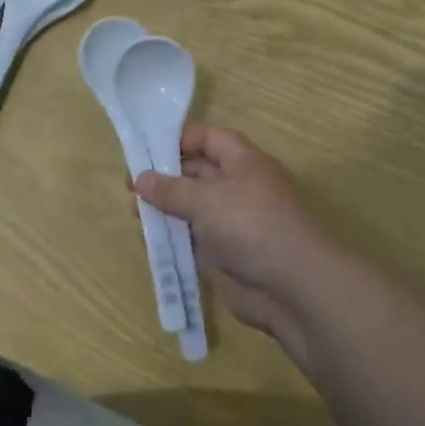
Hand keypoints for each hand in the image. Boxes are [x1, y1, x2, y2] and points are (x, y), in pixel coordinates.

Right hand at [134, 124, 338, 367]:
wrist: (294, 287)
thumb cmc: (251, 226)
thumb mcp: (206, 200)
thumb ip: (170, 189)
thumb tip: (140, 179)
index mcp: (243, 162)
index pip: (209, 138)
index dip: (179, 139)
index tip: (146, 148)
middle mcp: (238, 187)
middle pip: (197, 172)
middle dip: (164, 176)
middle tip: (130, 186)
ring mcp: (233, 222)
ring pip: (193, 207)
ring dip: (165, 209)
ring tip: (135, 213)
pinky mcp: (227, 253)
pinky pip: (194, 239)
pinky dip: (174, 237)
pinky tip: (150, 240)